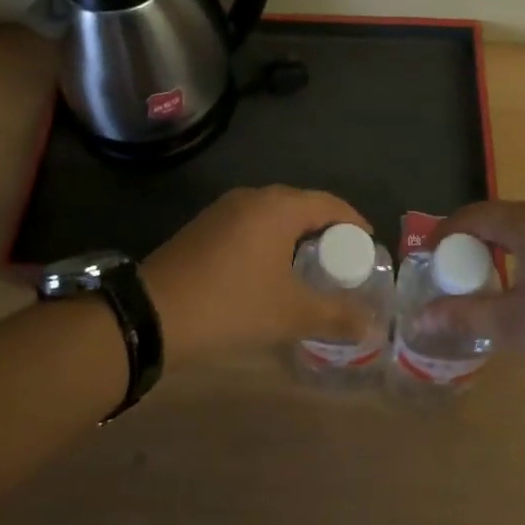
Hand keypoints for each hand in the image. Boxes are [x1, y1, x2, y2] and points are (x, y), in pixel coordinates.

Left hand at [142, 186, 374, 365]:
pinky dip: (270, 240)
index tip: (369, 246)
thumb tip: (372, 326)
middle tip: (343, 260)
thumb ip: (335, 316)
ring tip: (311, 266)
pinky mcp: (204, 226)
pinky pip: (250, 224)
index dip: (353, 222)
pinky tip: (270, 270)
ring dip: (295, 235)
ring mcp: (223, 210)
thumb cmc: (231, 304)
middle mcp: (252, 197)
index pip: (328, 203)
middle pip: (300, 205)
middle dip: (325, 229)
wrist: (152, 314)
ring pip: (273, 215)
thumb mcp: (289, 314)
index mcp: (278, 207)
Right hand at [424, 199, 524, 395]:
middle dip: (470, 244)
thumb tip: (422, 316)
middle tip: (453, 277)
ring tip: (486, 284)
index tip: (427, 261)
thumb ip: (466, 315)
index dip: (444, 235)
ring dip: (499, 250)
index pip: (473, 216)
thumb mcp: (519, 325)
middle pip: (498, 218)